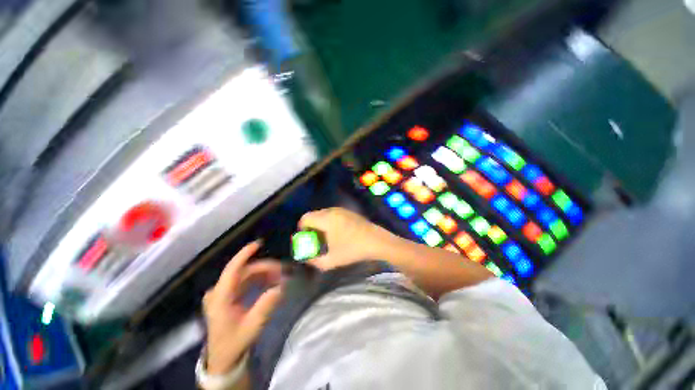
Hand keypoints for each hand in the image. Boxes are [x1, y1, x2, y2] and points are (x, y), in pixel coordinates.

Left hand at [203, 241, 283, 374]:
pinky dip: (260, 279)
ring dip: (264, 273)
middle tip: (283, 271)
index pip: (232, 270)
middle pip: (244, 271)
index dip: (244, 254)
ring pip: (246, 275)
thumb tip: (281, 287)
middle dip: (265, 268)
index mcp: (220, 298)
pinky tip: (271, 281)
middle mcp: (219, 291)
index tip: (259, 243)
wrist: (223, 358)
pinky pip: (246, 281)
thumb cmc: (234, 343)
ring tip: (280, 276)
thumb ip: (266, 306)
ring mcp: (223, 293)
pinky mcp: (229, 296)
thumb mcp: (252, 327)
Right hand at [298, 207, 398, 269]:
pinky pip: (333, 213)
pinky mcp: (349, 211)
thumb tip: (306, 258)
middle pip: (314, 215)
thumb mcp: (332, 260)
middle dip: (311, 226)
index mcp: (326, 219)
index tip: (306, 238)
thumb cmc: (353, 250)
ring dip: (320, 223)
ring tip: (325, 236)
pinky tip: (336, 232)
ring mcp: (341, 210)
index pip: (306, 218)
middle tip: (315, 239)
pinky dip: (329, 221)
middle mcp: (332, 211)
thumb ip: (315, 261)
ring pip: (323, 213)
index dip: (302, 228)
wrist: (376, 241)